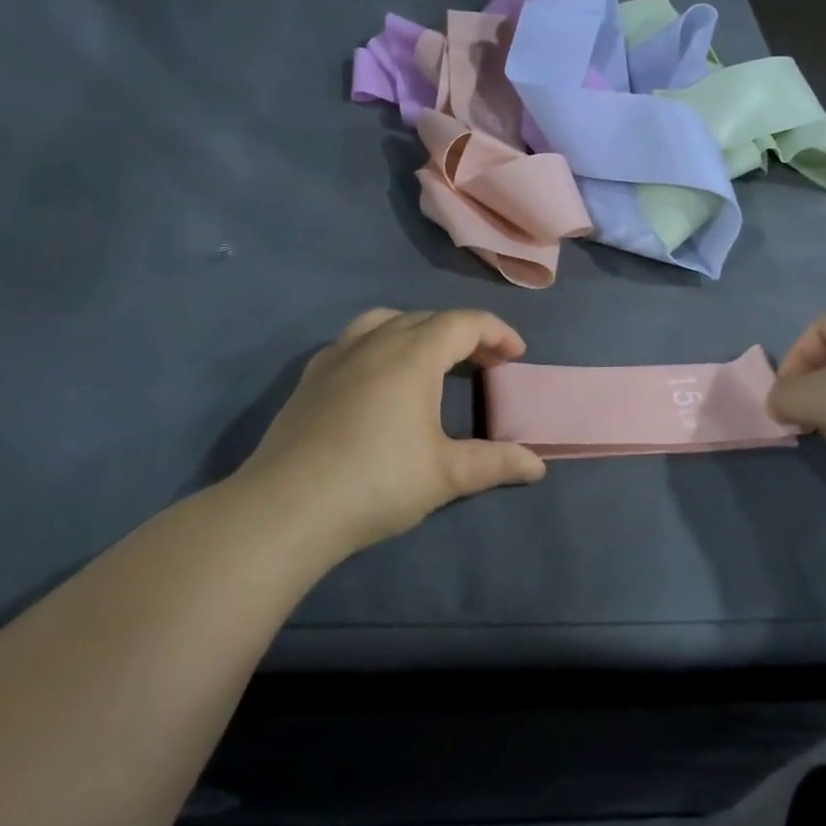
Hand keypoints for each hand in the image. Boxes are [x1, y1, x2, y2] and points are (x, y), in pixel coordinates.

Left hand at [237, 308, 546, 553]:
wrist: (288, 507)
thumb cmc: (377, 482)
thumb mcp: (446, 475)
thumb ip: (495, 463)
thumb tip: (538, 466)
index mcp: (413, 355)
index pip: (463, 322)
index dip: (496, 332)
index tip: (516, 355)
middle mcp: (375, 342)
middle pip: (428, 318)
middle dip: (463, 333)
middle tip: (486, 362)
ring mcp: (337, 356)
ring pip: (385, 321)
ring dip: (418, 331)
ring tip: (432, 358)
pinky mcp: (310, 377)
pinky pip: (354, 341)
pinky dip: (380, 344)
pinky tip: (379, 377)